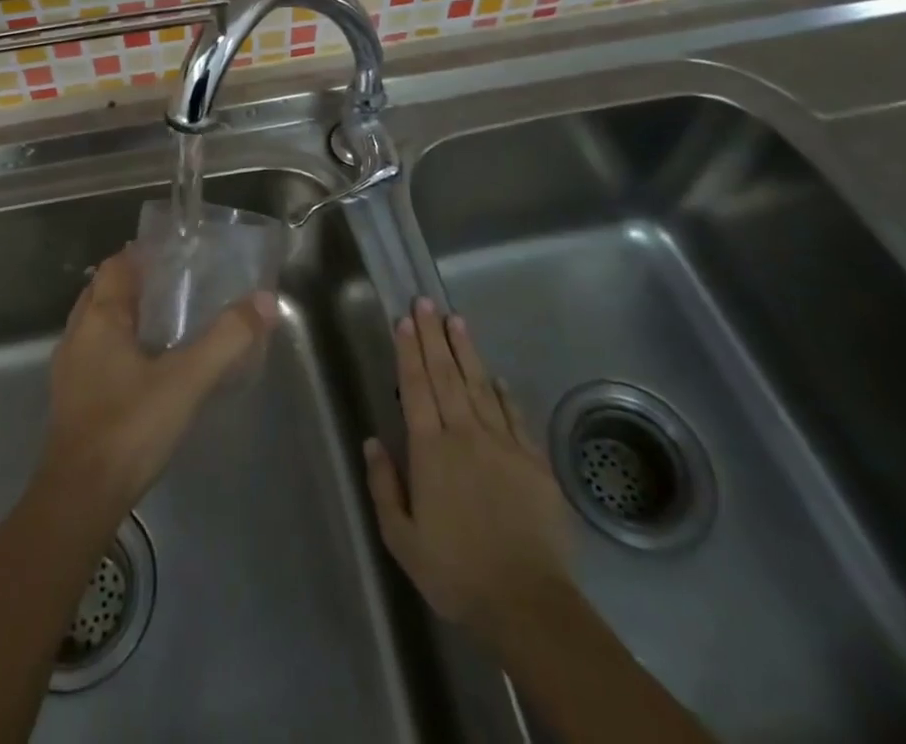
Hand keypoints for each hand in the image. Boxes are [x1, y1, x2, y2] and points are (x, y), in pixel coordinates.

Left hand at [39, 246, 277, 523]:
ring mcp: (69, 369)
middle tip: (177, 283)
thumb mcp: (187, 380)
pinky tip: (145, 365)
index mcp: (99, 318)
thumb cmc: (130, 427)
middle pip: (104, 291)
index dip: (142, 253)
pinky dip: (118, 345)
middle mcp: (78, 335)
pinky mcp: (71, 399)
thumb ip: (226, 339)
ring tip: (166, 320)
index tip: (175, 251)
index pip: (117, 265)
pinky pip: (95, 353)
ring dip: (125, 314)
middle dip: (136, 281)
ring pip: (97, 323)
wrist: (80, 499)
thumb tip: (264, 301)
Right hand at [364, 298, 574, 656]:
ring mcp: (503, 444)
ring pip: (480, 385)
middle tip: (425, 302)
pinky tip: (496, 376)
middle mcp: (465, 434)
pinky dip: (503, 391)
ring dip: (465, 350)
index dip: (409, 351)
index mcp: (430, 450)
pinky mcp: (533, 461)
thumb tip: (372, 440)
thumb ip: (384, 486)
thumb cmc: (456, 572)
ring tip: (455, 319)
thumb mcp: (402, 539)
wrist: (528, 603)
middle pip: (446, 375)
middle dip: (433, 336)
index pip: (416, 387)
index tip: (404, 321)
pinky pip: (514, 415)